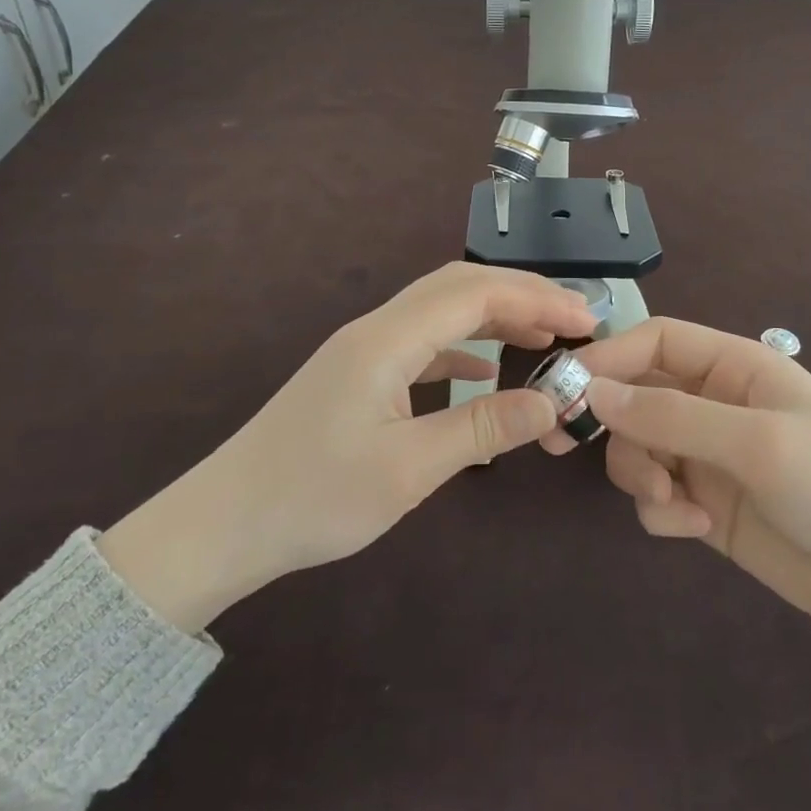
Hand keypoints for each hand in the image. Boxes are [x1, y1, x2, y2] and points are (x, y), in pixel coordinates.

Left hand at [100, 263, 594, 632]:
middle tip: (575, 320)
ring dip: (493, 316)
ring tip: (542, 338)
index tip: (587, 319)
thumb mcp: (408, 469)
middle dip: (520, 295)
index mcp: (386, 341)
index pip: (475, 295)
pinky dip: (462, 346)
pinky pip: (421, 342)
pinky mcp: (357, 374)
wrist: (224, 523)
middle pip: (457, 287)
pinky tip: (484, 370)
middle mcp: (375, 330)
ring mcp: (363, 350)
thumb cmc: (314, 497)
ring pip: (439, 310)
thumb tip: (551, 404)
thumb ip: (483, 429)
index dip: (536, 299)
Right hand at [576, 319, 810, 679]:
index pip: (656, 341)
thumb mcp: (757, 443)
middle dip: (611, 422)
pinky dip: (661, 509)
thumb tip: (591, 391)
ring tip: (672, 501)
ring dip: (639, 472)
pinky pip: (655, 494)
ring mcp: (708, 456)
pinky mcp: (706, 504)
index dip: (608, 356)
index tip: (565, 389)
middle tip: (567, 445)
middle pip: (635, 394)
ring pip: (637, 446)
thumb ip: (670, 416)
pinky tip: (695, 527)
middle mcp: (715, 404)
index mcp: (735, 367)